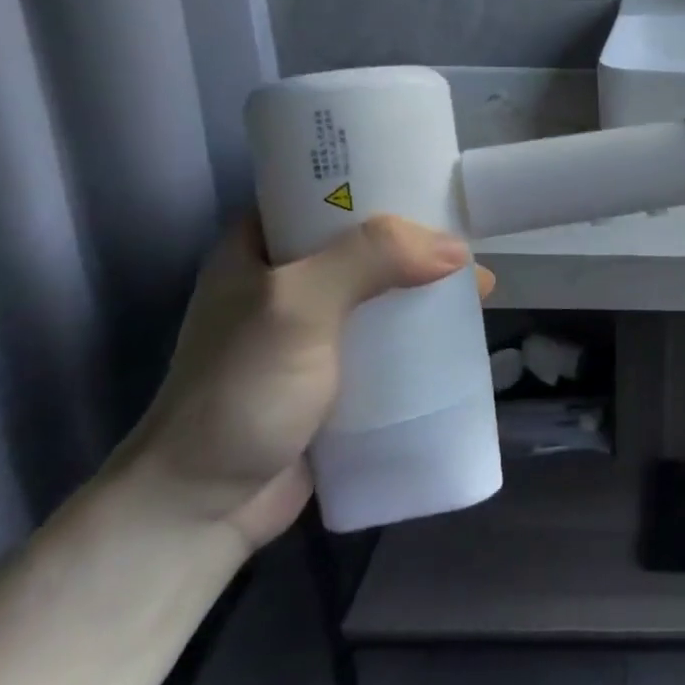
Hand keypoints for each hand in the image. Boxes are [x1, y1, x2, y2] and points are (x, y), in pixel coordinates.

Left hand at [112, 215, 492, 550]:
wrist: (203, 507)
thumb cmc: (240, 391)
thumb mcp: (296, 306)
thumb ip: (370, 260)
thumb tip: (457, 250)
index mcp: (260, 245)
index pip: (324, 190)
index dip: (378, 177)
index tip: (434, 178)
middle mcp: (287, 278)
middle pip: (365, 240)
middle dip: (420, 239)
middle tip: (472, 236)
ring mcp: (311, 327)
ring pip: (382, 289)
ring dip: (427, 286)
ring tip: (480, 287)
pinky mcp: (335, 370)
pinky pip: (388, 335)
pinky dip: (422, 329)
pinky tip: (460, 330)